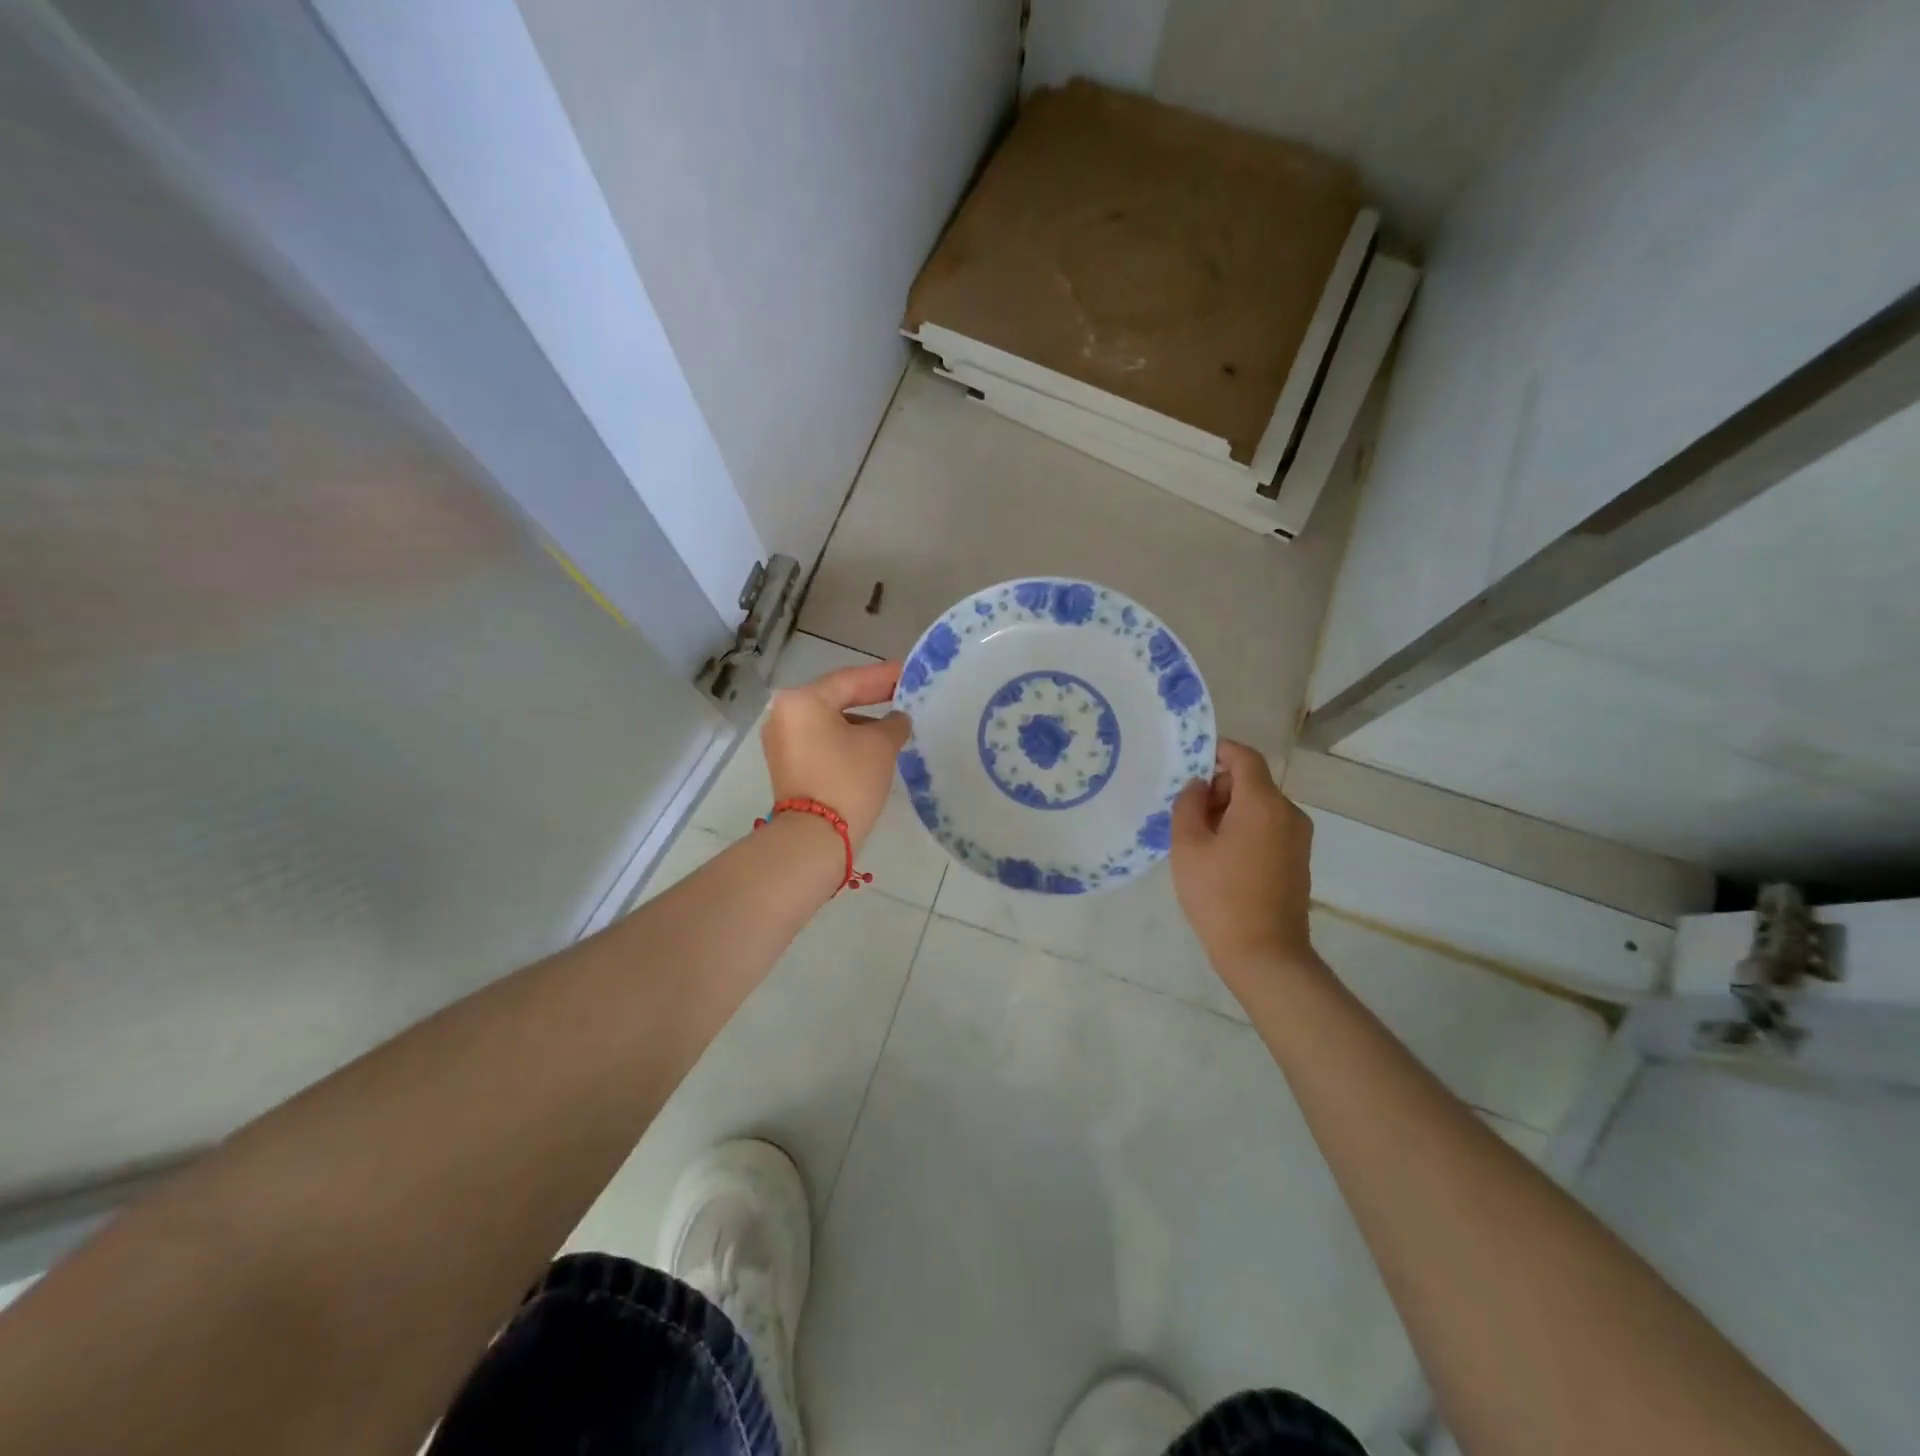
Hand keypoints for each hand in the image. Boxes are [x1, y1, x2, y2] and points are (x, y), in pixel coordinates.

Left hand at [762, 661, 911, 850]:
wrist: (815, 837)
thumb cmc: (848, 780)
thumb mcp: (881, 745)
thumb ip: (894, 723)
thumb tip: (897, 719)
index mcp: (802, 700)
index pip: (850, 679)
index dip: (883, 676)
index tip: (908, 672)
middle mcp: (784, 714)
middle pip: (835, 697)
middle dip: (870, 696)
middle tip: (902, 691)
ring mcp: (781, 740)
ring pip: (827, 720)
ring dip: (859, 720)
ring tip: (891, 722)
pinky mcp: (786, 764)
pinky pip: (820, 739)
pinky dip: (844, 737)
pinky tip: (870, 743)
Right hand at [1170, 740, 1317, 973]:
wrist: (1265, 954)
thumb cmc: (1219, 896)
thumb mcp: (1188, 846)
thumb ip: (1188, 805)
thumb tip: (1197, 786)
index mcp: (1263, 803)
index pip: (1245, 757)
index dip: (1218, 751)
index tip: (1191, 761)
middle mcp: (1289, 813)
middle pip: (1252, 783)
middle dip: (1219, 788)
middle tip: (1186, 812)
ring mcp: (1298, 839)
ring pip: (1260, 807)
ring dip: (1230, 812)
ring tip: (1199, 840)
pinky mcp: (1297, 861)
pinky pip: (1268, 829)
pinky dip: (1244, 830)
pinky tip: (1221, 859)